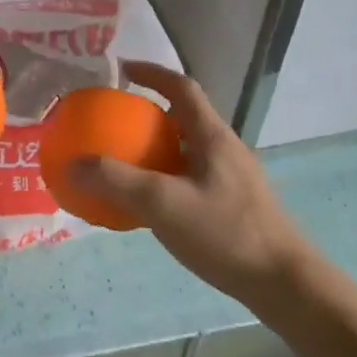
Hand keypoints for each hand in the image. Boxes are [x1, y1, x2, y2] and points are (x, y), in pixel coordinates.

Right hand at [70, 61, 314, 304]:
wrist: (285, 286)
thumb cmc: (226, 234)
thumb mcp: (164, 204)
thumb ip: (117, 182)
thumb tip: (72, 163)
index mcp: (212, 136)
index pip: (182, 87)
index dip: (151, 72)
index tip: (122, 70)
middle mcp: (224, 149)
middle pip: (183, 117)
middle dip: (148, 114)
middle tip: (113, 123)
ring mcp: (232, 179)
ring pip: (187, 150)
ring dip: (156, 148)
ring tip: (124, 163)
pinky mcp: (234, 206)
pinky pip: (191, 178)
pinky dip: (165, 178)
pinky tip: (149, 206)